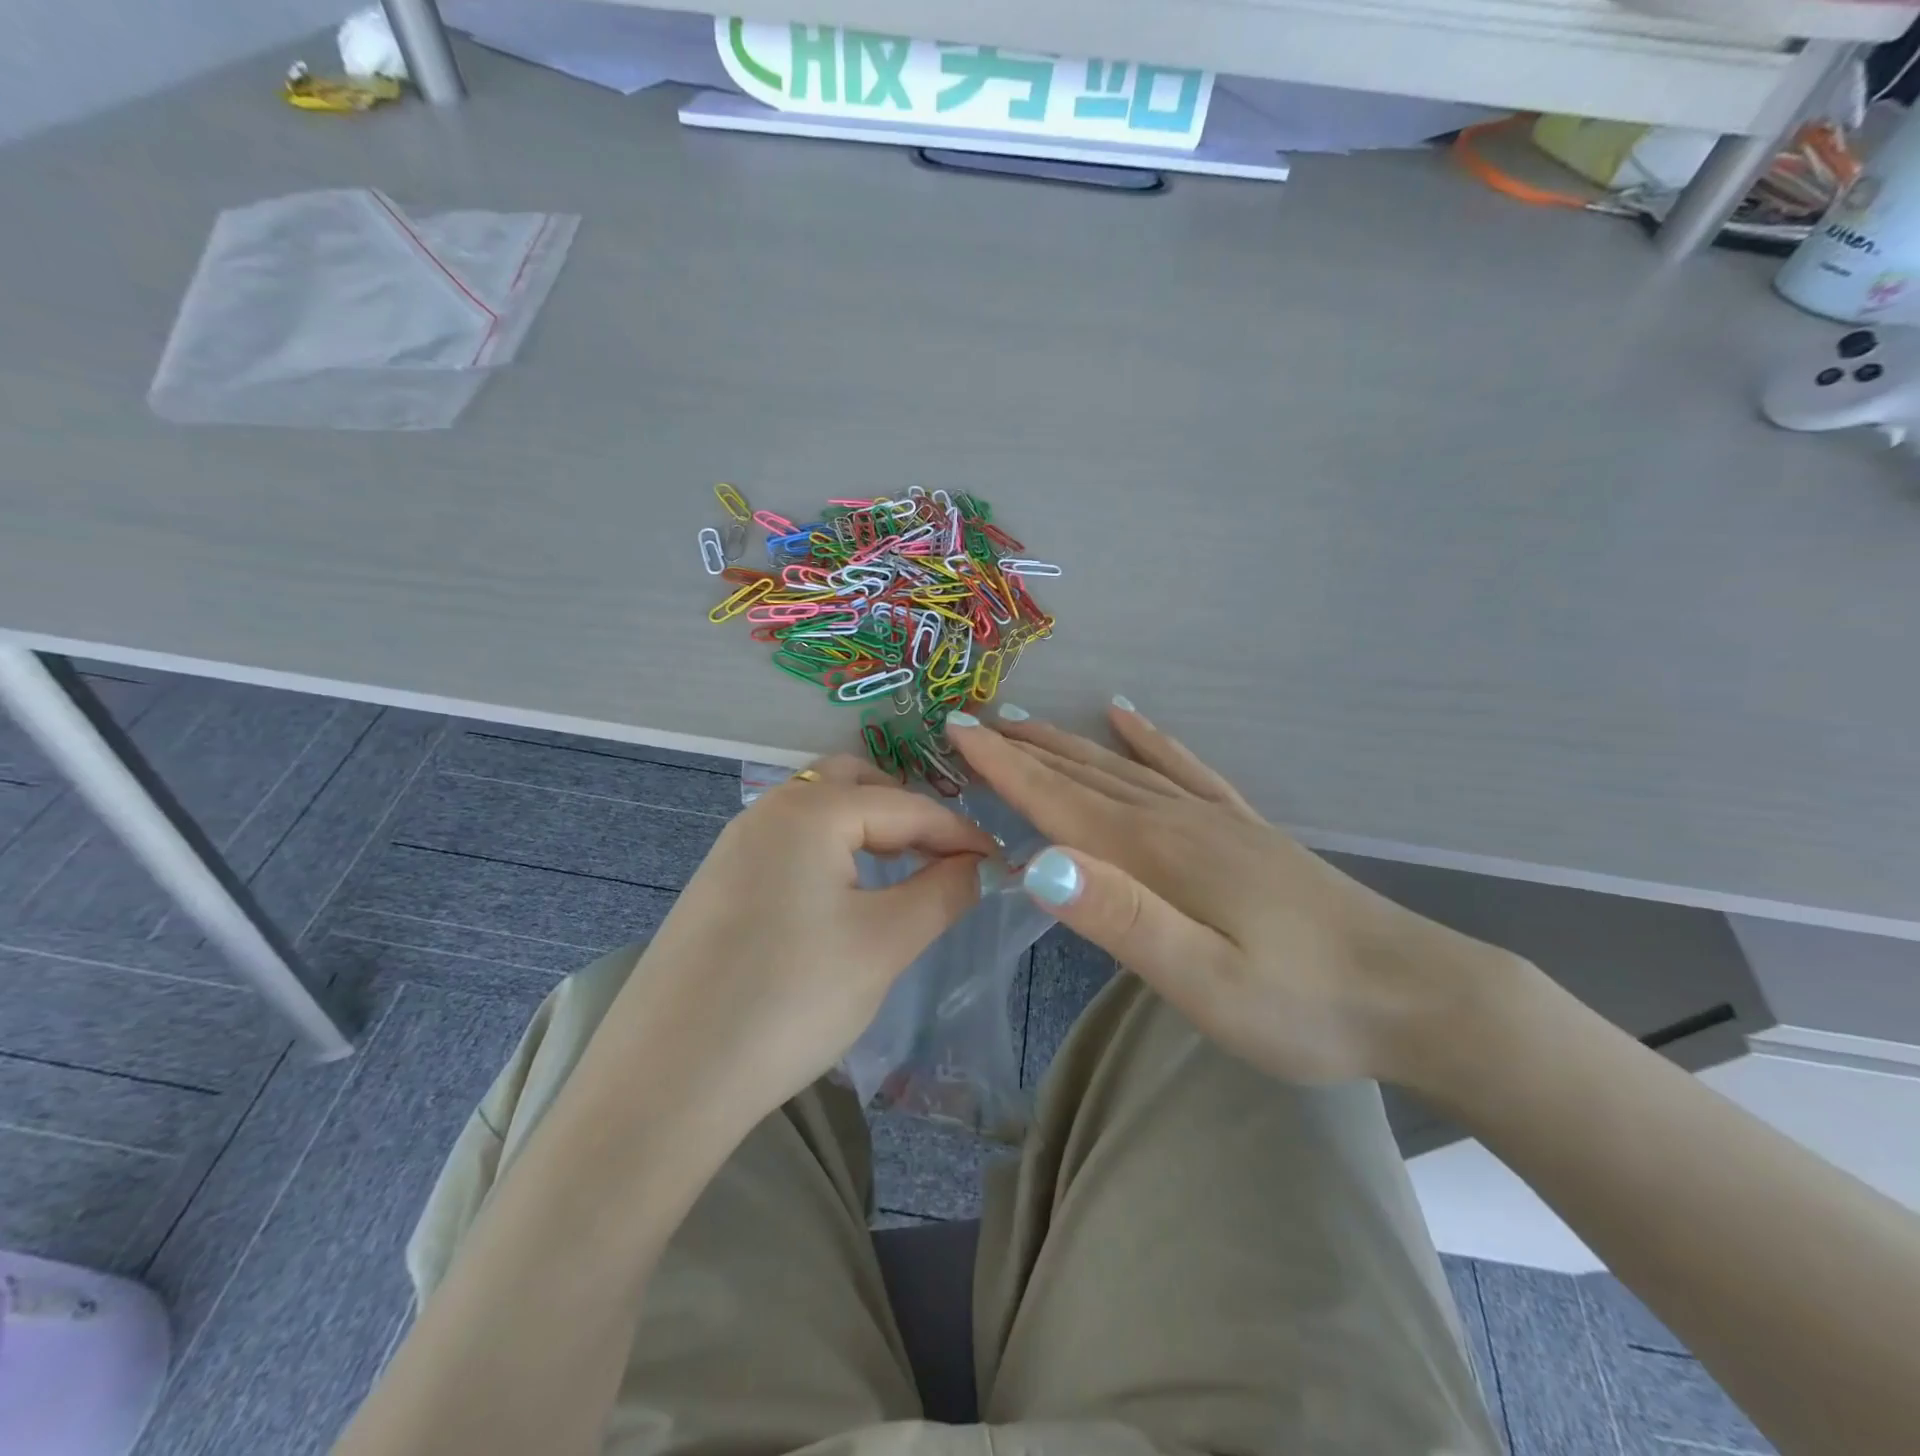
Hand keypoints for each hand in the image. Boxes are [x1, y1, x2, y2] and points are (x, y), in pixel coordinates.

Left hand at [609, 755, 995, 1127]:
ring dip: (868, 829)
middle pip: (857, 786)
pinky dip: (830, 852)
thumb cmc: (790, 1000)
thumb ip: (943, 891)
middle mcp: (768, 810)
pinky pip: (790, 843)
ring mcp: (735, 844)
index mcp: (811, 810)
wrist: (666, 1082)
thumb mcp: (884, 943)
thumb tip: (979, 865)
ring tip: (902, 871)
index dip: (961, 833)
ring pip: (819, 812)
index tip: (999, 862)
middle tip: (944, 857)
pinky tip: (842, 896)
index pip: (907, 806)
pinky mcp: (718, 882)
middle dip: (908, 813)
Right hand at [945, 705, 1510, 1086]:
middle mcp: (1176, 820)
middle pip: (1083, 774)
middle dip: (1023, 748)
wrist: (1416, 994)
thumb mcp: (1204, 981)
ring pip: (1122, 767)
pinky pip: (1184, 769)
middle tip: (973, 722)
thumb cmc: (1303, 1004)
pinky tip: (1127, 718)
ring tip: (1026, 721)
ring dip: (1067, 744)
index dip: (1003, 766)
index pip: (1058, 800)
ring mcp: (1214, 818)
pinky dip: (1149, 740)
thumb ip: (1121, 919)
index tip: (957, 731)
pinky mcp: (1243, 830)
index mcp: (1155, 853)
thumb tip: (1038, 864)